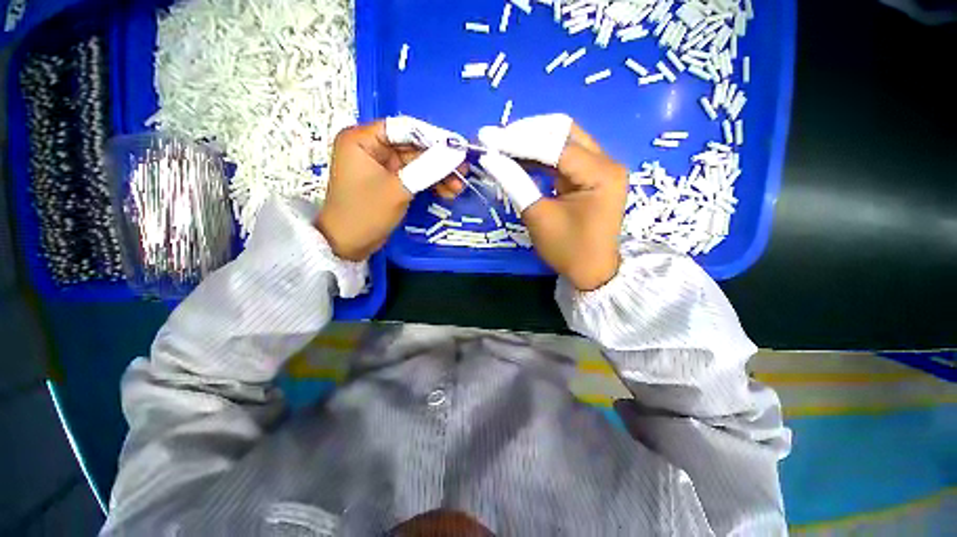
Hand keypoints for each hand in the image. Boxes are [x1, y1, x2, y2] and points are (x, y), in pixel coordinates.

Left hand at [316, 118, 466, 260]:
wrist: (348, 245)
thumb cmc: (366, 213)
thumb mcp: (399, 189)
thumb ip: (428, 168)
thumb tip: (456, 152)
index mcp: (363, 139)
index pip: (404, 128)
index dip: (433, 137)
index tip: (459, 148)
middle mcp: (371, 146)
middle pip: (413, 146)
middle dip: (439, 160)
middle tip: (463, 170)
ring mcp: (381, 165)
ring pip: (416, 163)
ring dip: (438, 174)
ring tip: (459, 186)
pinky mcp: (389, 181)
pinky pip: (413, 176)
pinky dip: (429, 183)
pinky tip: (447, 191)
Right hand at [478, 115, 627, 290]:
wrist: (591, 272)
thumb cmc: (568, 250)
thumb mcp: (538, 217)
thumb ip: (515, 183)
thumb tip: (489, 158)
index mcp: (600, 173)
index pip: (555, 145)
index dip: (518, 140)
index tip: (488, 139)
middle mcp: (606, 162)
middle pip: (563, 131)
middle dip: (526, 133)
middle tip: (496, 141)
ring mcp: (600, 167)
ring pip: (563, 139)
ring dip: (532, 141)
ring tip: (502, 147)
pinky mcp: (591, 175)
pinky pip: (563, 155)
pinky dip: (539, 155)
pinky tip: (519, 158)